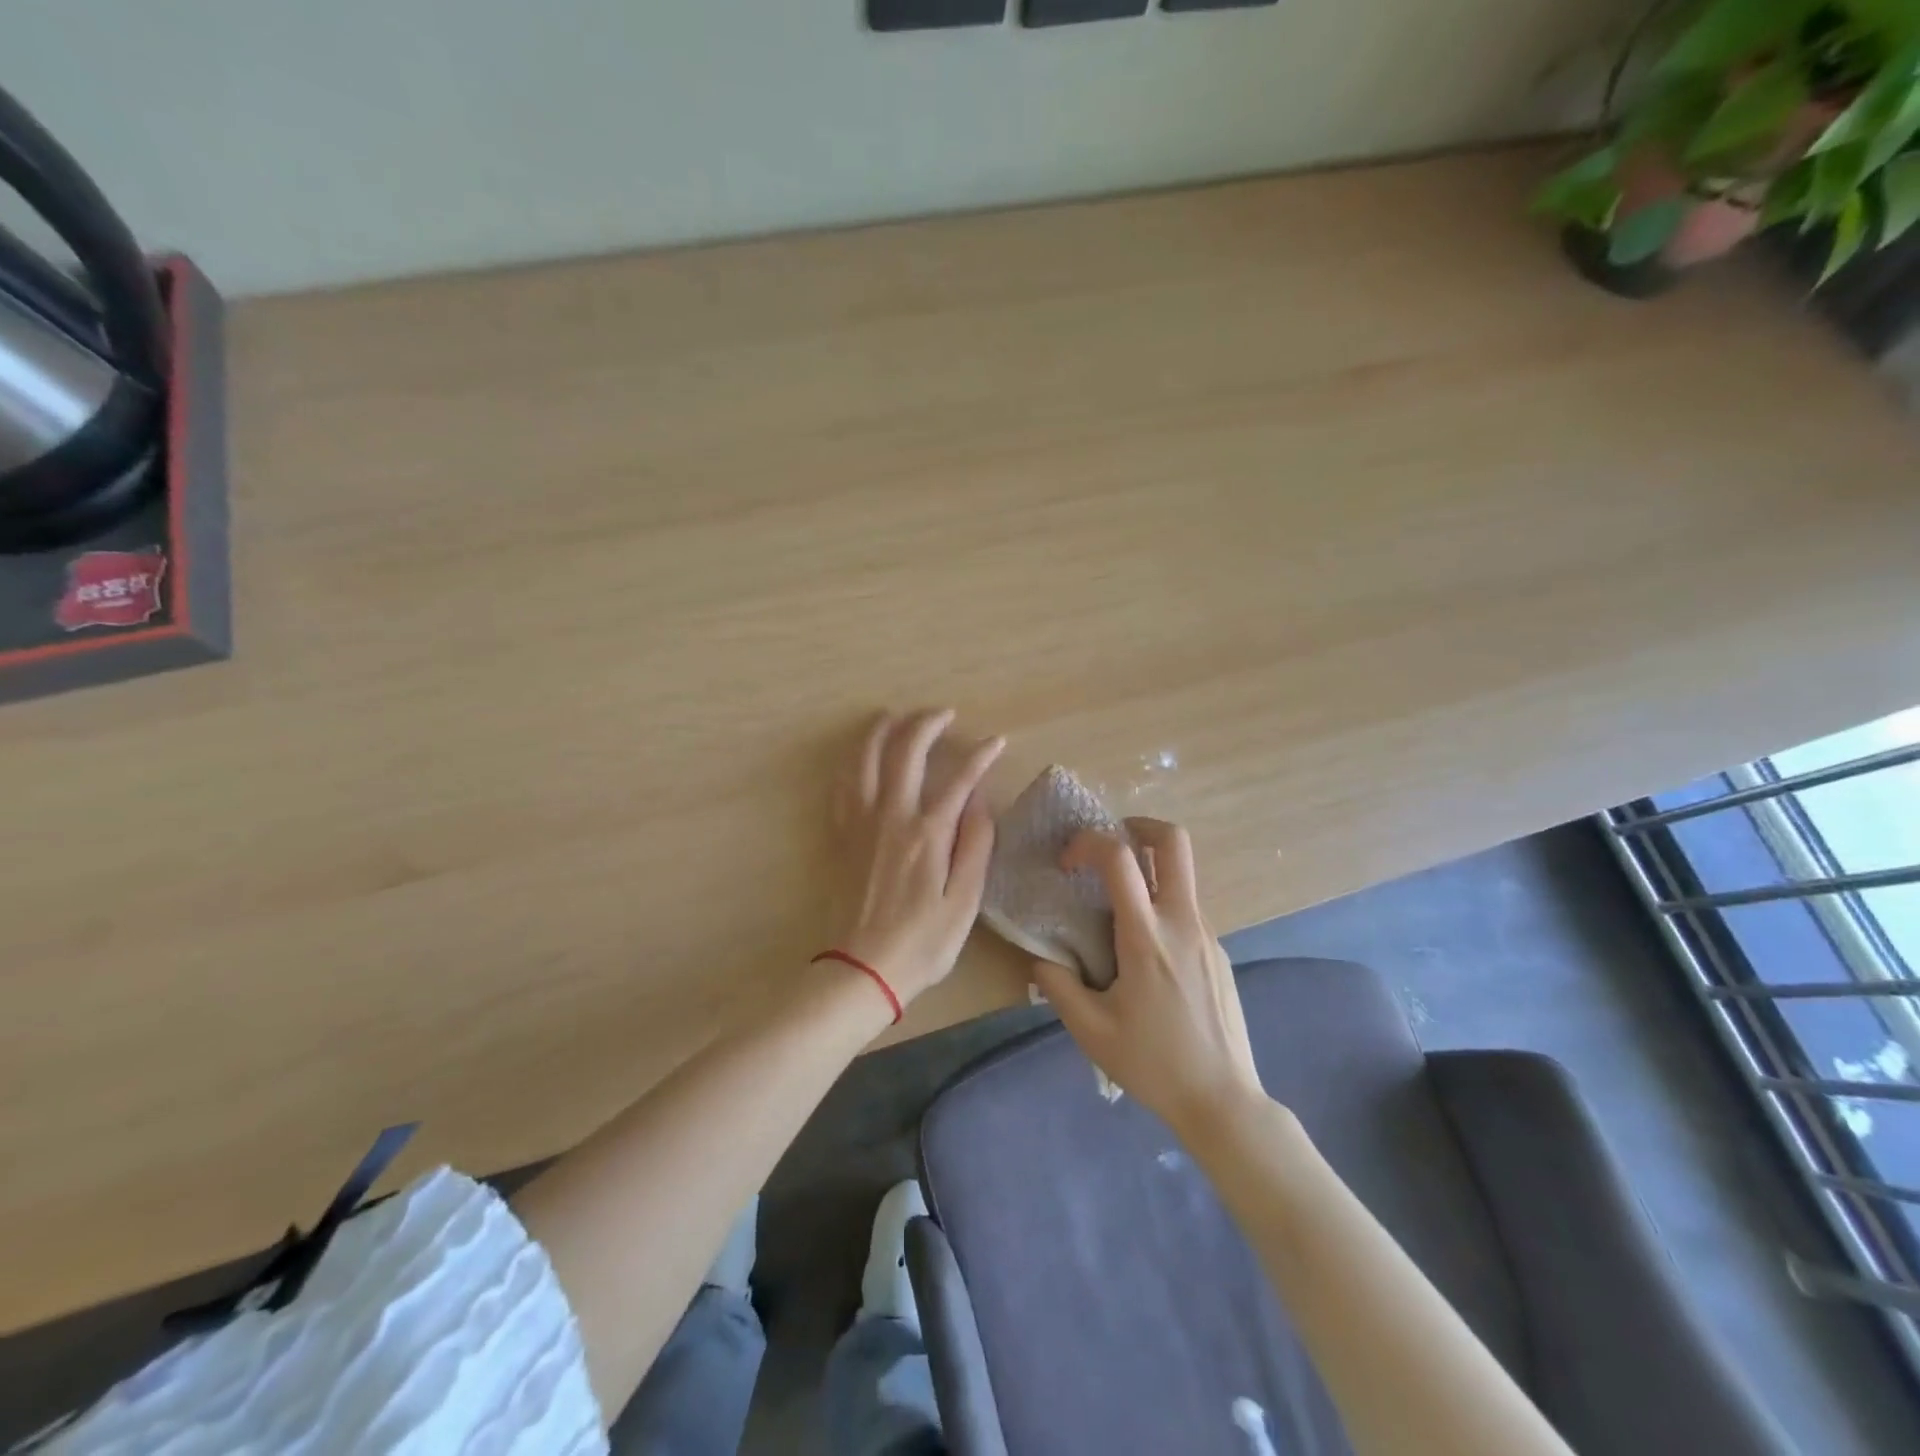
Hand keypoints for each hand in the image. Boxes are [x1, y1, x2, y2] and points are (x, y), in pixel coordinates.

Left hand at [832, 709, 1004, 1006]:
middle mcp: (891, 816)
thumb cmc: (923, 941)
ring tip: (896, 715)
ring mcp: (860, 823)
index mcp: (927, 833)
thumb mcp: (965, 901)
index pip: (959, 778)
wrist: (863, 968)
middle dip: (927, 724)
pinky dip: (852, 761)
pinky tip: (859, 755)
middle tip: (944, 714)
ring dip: (881, 730)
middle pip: (906, 752)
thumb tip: (979, 800)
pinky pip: (842, 785)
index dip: (980, 755)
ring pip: (865, 759)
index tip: (995, 741)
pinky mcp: (841, 836)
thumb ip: (975, 845)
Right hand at [1032, 819, 1263, 1134]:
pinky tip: (1147, 955)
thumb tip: (1041, 958)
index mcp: (1146, 937)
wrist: (1223, 1101)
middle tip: (1111, 843)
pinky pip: (1187, 911)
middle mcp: (1182, 923)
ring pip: (1181, 876)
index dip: (1088, 843)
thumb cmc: (1153, 1064)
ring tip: (1118, 909)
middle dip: (1139, 826)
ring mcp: (1208, 935)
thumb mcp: (1091, 1030)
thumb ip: (1058, 986)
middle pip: (1174, 841)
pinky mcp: (1219, 952)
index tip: (1068, 864)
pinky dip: (1162, 908)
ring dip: (1149, 872)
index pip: (1120, 858)